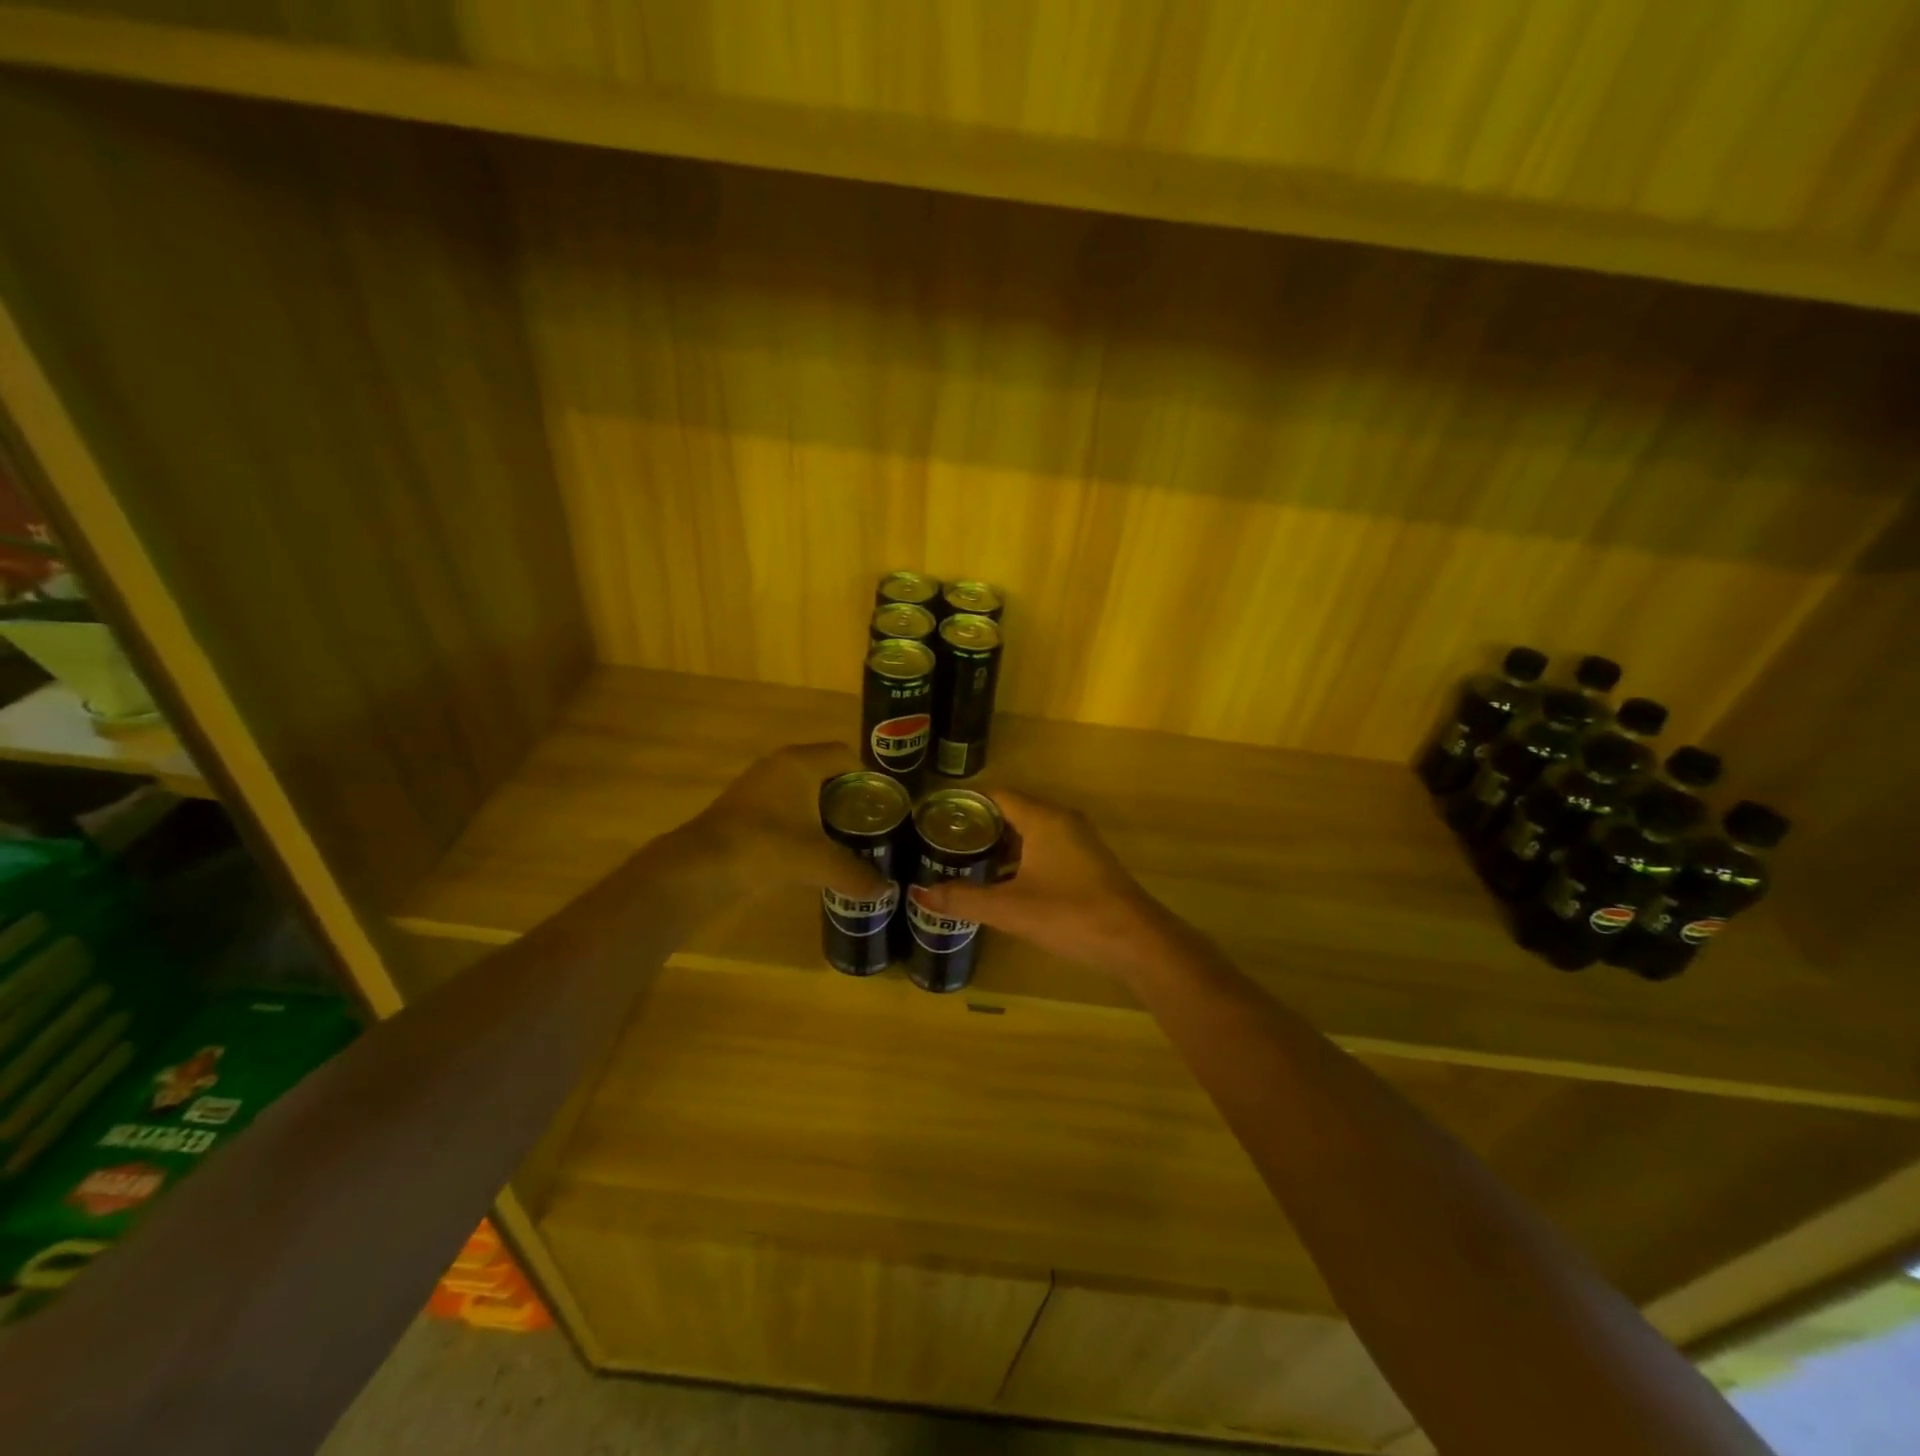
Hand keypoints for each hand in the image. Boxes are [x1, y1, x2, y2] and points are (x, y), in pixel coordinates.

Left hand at [687, 743, 890, 899]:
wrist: (701, 866)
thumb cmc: (767, 847)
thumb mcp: (818, 862)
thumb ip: (855, 874)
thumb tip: (886, 891)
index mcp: (801, 763)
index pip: (845, 755)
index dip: (867, 776)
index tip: (882, 804)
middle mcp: (779, 765)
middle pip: (824, 770)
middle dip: (848, 795)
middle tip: (868, 822)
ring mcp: (757, 785)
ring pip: (801, 788)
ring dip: (822, 808)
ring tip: (844, 837)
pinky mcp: (742, 807)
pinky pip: (783, 804)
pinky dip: (800, 820)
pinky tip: (809, 848)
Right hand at [912, 788, 1159, 967]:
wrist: (1135, 941)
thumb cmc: (1070, 914)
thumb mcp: (1010, 909)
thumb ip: (963, 899)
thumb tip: (918, 894)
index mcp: (1043, 819)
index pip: (996, 796)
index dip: (964, 803)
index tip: (933, 817)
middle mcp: (1061, 821)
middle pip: (1011, 811)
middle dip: (978, 826)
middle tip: (942, 843)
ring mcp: (1077, 841)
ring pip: (1029, 832)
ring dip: (1000, 845)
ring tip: (964, 863)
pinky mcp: (1086, 863)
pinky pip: (1044, 848)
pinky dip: (1020, 858)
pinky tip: (1001, 883)